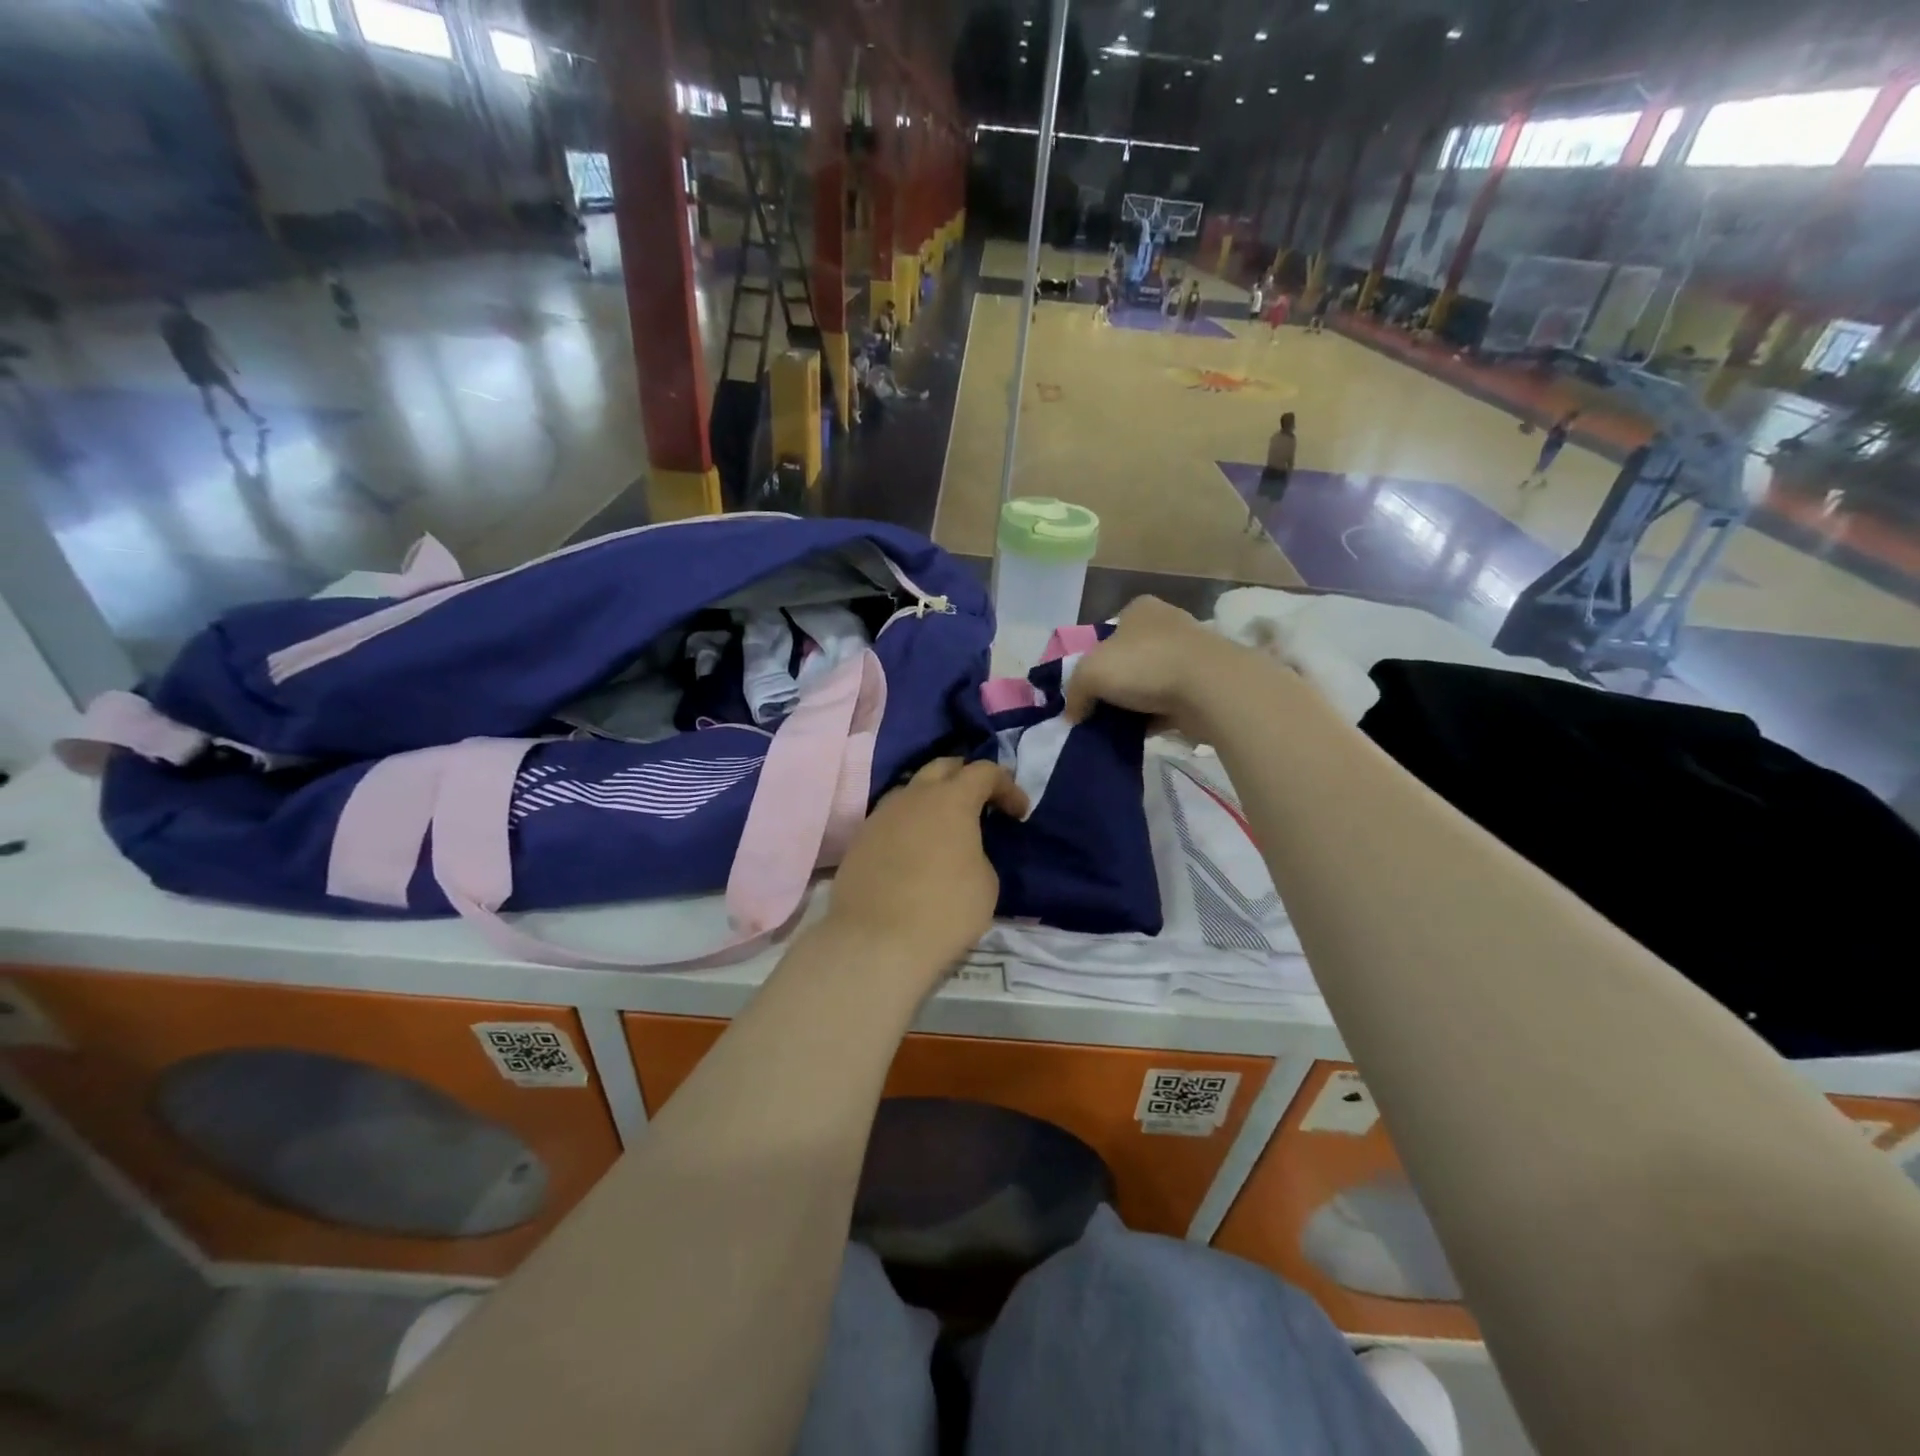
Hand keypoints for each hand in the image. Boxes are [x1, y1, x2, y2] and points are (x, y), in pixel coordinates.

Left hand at [825, 758, 1028, 985]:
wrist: (876, 941)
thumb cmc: (944, 910)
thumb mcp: (986, 882)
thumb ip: (978, 852)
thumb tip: (962, 851)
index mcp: (951, 799)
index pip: (984, 771)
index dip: (1007, 786)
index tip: (1019, 813)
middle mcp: (913, 796)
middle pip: (942, 767)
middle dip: (966, 778)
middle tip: (982, 804)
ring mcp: (880, 815)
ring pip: (911, 790)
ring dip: (932, 799)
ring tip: (945, 828)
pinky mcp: (860, 839)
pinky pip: (890, 818)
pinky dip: (909, 824)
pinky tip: (915, 851)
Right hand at [1064, 596, 1258, 740]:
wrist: (1210, 689)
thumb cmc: (1146, 665)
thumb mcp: (1090, 672)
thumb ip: (1075, 692)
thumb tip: (1072, 714)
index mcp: (1140, 610)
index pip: (1110, 632)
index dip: (1094, 659)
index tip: (1088, 687)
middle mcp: (1167, 625)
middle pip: (1130, 658)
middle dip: (1116, 684)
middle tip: (1098, 709)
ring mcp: (1190, 655)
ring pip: (1150, 682)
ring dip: (1136, 703)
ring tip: (1117, 727)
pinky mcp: (1204, 684)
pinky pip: (1169, 703)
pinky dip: (1155, 718)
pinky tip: (1141, 735)